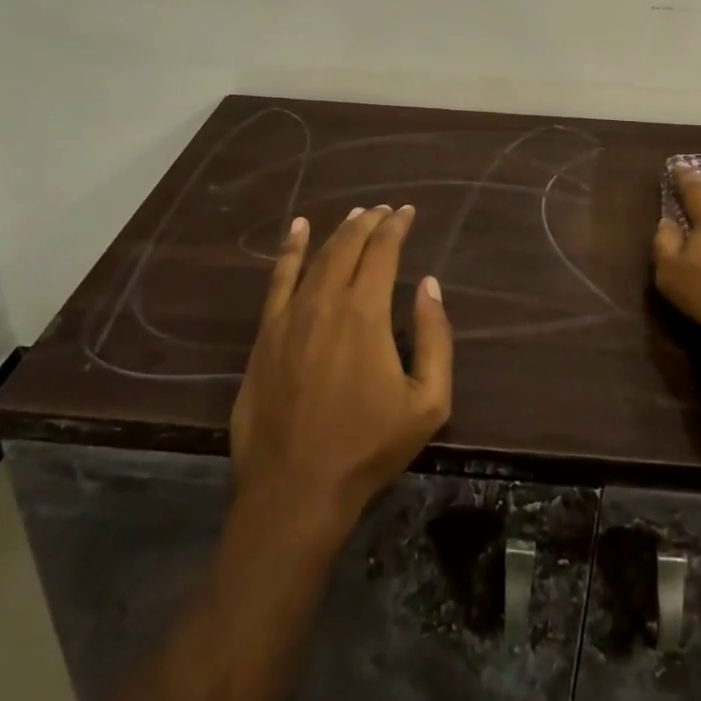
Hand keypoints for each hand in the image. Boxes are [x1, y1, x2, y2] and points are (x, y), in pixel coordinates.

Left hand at [231, 206, 453, 529]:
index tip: (408, 212)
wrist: (296, 490)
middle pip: (348, 245)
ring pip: (317, 256)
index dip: (396, 226)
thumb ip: (434, 337)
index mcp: (365, 313)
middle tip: (385, 211)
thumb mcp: (428, 402)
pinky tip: (297, 229)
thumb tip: (429, 285)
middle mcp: (326, 301)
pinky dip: (289, 249)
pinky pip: (278, 279)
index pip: (383, 251)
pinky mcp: (266, 334)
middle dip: (370, 222)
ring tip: (355, 215)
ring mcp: (290, 315)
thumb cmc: (368, 447)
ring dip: (339, 232)